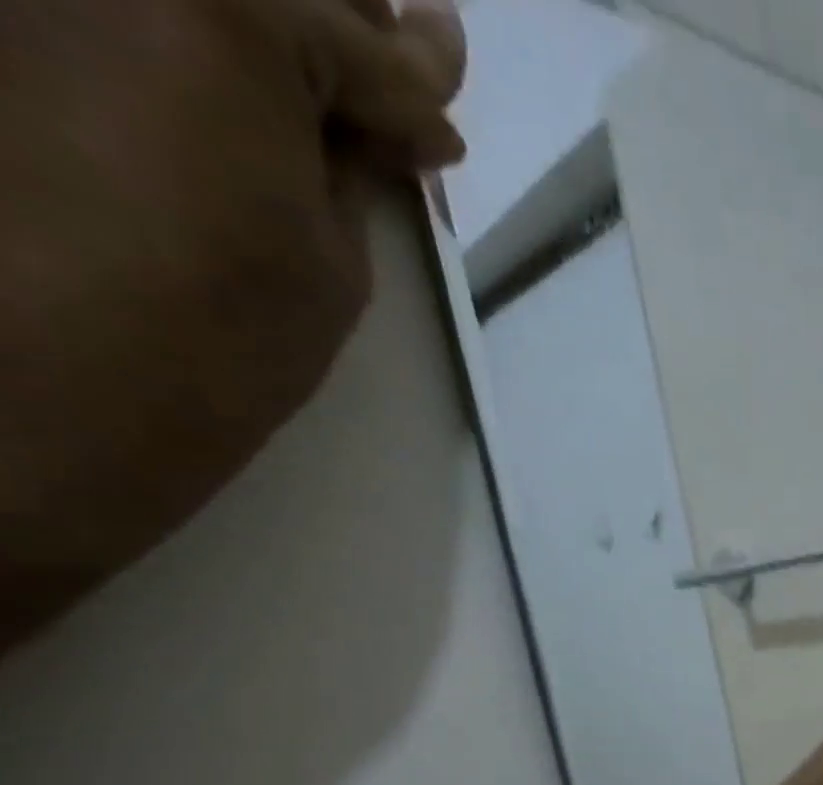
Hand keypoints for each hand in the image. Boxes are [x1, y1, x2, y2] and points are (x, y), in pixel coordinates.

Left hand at [0, 0, 466, 645]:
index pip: (365, 41)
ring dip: (274, 37)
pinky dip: (193, 52)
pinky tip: (237, 107)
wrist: (43, 374)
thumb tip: (410, 121)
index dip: (419, 91)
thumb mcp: (334, 253)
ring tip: (316, 109)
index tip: (445, 130)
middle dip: (346, 32)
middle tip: (392, 92)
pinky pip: (130, 24)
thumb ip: (362, 160)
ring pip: (204, 0)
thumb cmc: (223, 328)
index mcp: (223, 4)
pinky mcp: (16, 32)